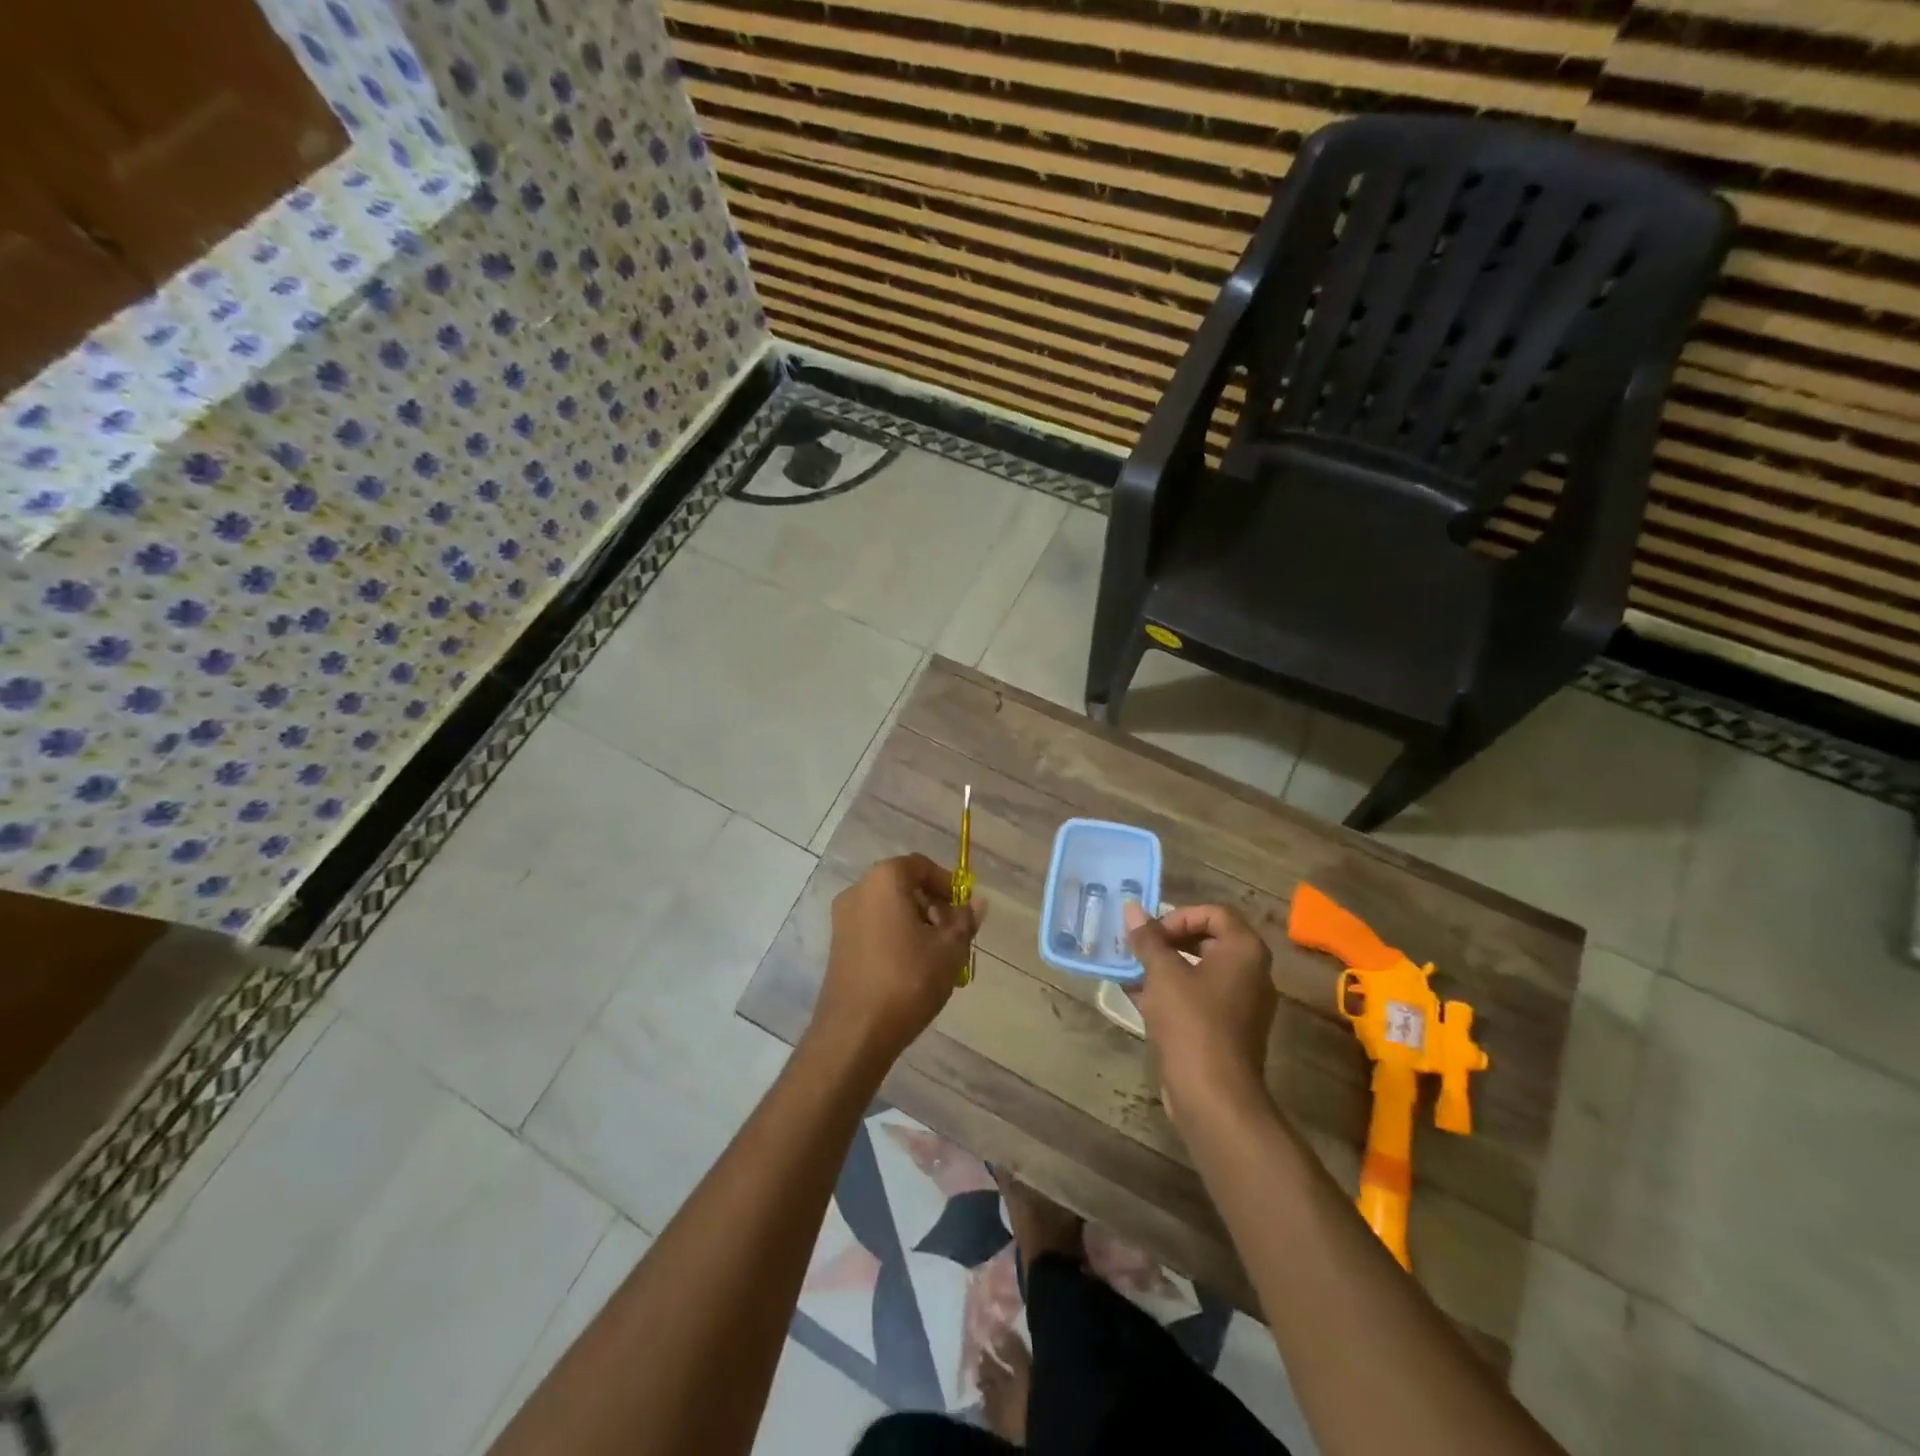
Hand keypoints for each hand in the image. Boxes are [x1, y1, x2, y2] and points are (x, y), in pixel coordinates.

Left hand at [809, 854, 985, 1071]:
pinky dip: (895, 936)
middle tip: (953, 934)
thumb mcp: (950, 949)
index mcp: (884, 880)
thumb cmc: (908, 980)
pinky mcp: (838, 945)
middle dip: (932, 905)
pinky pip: (874, 927)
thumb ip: (965, 920)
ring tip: (936, 955)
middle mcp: (858, 890)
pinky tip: (911, 967)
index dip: (947, 884)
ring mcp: (843, 918)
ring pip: (888, 908)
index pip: (921, 866)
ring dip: (915, 922)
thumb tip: (978, 902)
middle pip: (904, 885)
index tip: (963, 910)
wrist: (855, 1032)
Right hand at [1124, 901, 1276, 1120]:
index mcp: (1245, 951)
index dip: (1178, 916)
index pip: (1214, 913)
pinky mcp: (1227, 1030)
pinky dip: (1171, 991)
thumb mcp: (1162, 973)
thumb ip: (1147, 938)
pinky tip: (1136, 995)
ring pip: (1199, 971)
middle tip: (1138, 948)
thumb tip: (1131, 907)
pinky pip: (1198, 997)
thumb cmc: (1191, 1022)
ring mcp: (1242, 1004)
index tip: (1151, 933)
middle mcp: (1251, 973)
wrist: (1213, 1096)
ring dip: (1164, 967)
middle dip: (1168, 940)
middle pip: (1207, 939)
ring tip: (1130, 970)